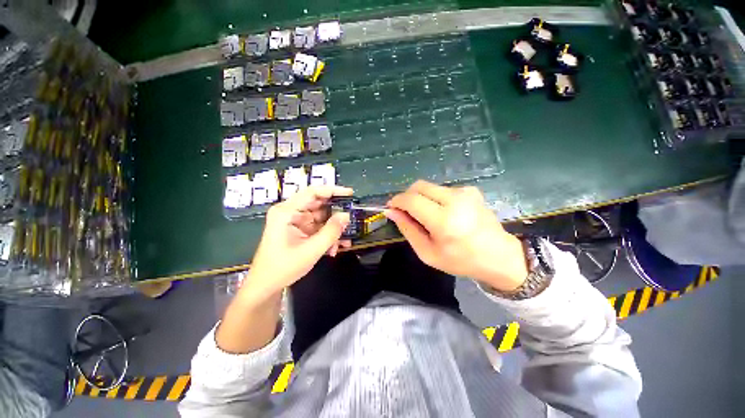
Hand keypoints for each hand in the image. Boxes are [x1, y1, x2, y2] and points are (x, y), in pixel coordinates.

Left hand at [242, 186, 352, 300]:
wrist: (266, 286)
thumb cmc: (283, 267)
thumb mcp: (311, 250)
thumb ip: (331, 232)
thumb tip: (347, 215)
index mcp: (286, 212)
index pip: (312, 192)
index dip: (332, 190)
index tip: (350, 193)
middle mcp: (290, 212)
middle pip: (318, 204)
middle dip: (336, 212)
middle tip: (352, 217)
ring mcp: (295, 221)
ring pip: (321, 216)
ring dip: (333, 227)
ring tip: (345, 239)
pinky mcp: (299, 229)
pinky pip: (318, 226)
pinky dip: (328, 234)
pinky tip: (336, 246)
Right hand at [386, 180, 527, 291]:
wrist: (499, 256)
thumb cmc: (460, 260)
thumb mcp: (427, 252)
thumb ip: (408, 229)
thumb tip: (391, 211)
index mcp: (444, 220)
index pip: (411, 200)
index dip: (397, 201)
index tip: (391, 207)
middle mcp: (455, 200)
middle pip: (419, 186)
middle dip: (407, 196)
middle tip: (406, 212)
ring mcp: (465, 192)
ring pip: (429, 187)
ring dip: (421, 198)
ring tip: (427, 216)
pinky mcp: (470, 190)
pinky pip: (442, 189)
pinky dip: (435, 198)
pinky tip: (443, 212)